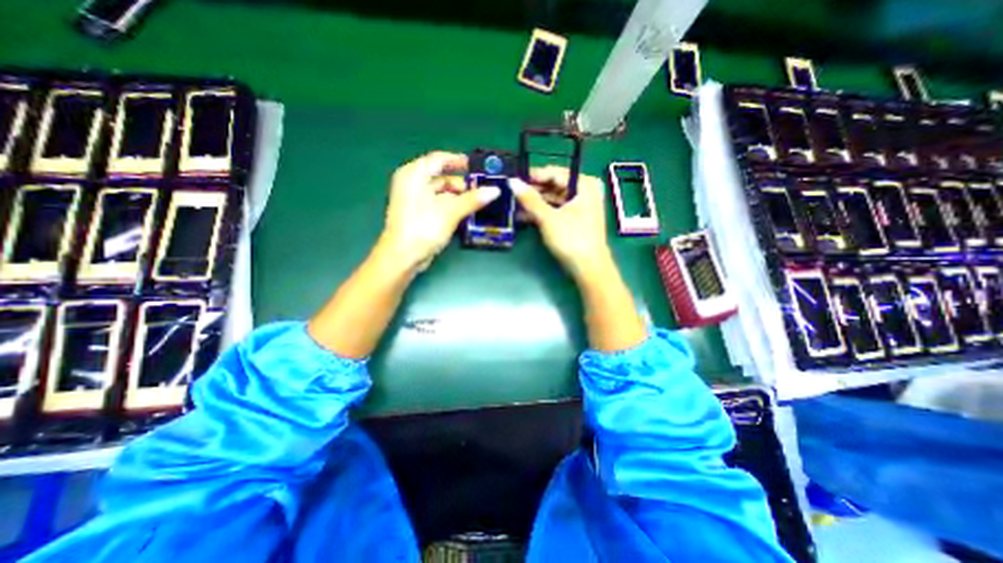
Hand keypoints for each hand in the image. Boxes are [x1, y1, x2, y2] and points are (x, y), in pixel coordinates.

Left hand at [380, 151, 496, 269]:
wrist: (403, 257)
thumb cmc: (423, 227)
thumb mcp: (450, 211)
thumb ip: (473, 199)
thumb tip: (495, 190)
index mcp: (414, 174)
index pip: (439, 159)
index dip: (458, 161)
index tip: (476, 167)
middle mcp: (412, 183)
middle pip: (441, 177)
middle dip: (462, 184)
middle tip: (482, 190)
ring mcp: (414, 200)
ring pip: (441, 192)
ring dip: (459, 197)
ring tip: (479, 202)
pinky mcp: (418, 214)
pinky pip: (438, 204)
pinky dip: (451, 206)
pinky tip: (466, 212)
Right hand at [512, 168, 615, 278]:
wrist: (588, 267)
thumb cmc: (571, 239)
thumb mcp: (548, 217)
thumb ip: (530, 199)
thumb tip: (512, 182)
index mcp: (584, 185)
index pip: (555, 173)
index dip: (534, 176)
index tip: (514, 178)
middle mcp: (584, 192)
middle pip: (554, 186)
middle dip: (533, 191)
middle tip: (512, 192)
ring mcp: (580, 207)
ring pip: (553, 199)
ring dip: (535, 203)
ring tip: (514, 205)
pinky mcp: (574, 220)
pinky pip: (556, 210)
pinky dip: (542, 213)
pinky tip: (524, 216)